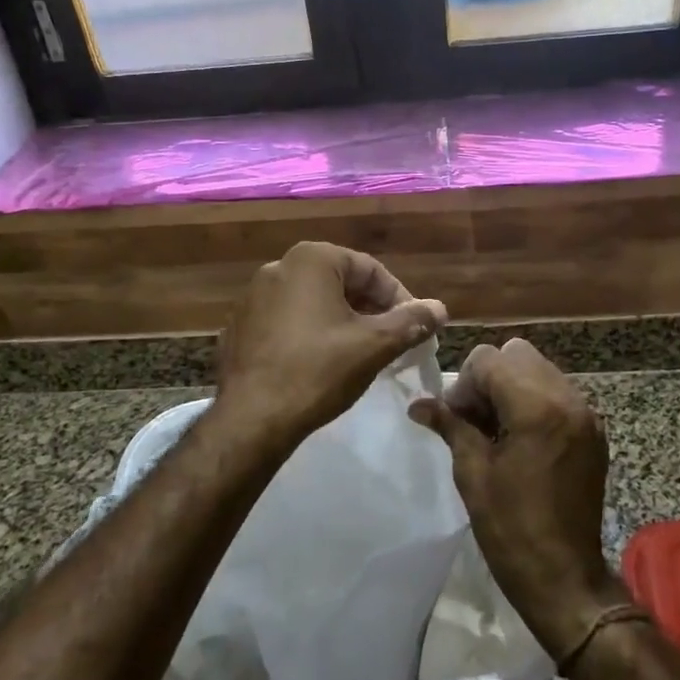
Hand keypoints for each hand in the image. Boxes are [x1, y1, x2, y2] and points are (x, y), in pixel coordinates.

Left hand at [214, 242, 446, 452]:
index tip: (415, 328)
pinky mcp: (240, 326)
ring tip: (361, 353)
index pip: (370, 269)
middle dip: (371, 309)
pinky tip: (321, 363)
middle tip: (392, 341)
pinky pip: (286, 320)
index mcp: (311, 260)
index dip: (399, 298)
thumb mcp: (374, 345)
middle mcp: (278, 267)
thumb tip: (440, 309)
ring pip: (313, 302)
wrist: (251, 419)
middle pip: (340, 282)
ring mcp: (253, 297)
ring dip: (342, 321)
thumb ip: (411, 321)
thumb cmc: (318, 371)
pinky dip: (310, 333)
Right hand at [408, 338, 625, 660]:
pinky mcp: (593, 431)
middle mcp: (567, 399)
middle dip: (490, 378)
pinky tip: (521, 440)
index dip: (465, 384)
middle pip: (518, 354)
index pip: (490, 359)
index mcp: (536, 407)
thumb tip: (418, 404)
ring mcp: (585, 413)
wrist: (565, 577)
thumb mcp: (472, 473)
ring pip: (539, 369)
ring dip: (512, 387)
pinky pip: (557, 392)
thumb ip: (450, 426)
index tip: (456, 419)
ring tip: (497, 430)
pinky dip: (534, 401)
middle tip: (475, 419)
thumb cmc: (511, 528)